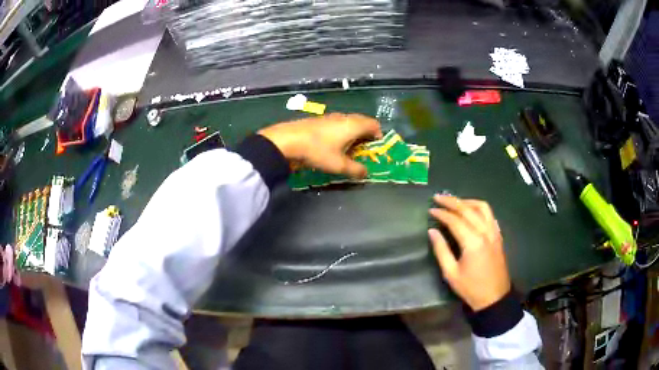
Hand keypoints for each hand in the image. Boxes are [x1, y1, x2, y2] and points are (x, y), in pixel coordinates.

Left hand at [258, 113, 381, 177]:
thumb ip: (355, 170)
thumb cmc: (318, 151)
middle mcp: (344, 117)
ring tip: (348, 149)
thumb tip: (365, 173)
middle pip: (362, 122)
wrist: (287, 140)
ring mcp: (330, 116)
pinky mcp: (318, 119)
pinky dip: (339, 132)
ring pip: (348, 122)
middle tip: (363, 149)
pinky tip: (331, 144)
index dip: (378, 135)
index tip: (376, 147)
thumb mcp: (339, 165)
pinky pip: (336, 124)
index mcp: (353, 125)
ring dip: (352, 133)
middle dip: (365, 135)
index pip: (374, 124)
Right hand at [428, 195, 510, 310]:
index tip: (431, 210)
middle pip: (468, 209)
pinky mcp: (498, 236)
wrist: (494, 297)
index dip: (442, 213)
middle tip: (438, 197)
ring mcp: (494, 232)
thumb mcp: (451, 273)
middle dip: (452, 201)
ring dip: (467, 201)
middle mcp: (485, 232)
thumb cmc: (470, 288)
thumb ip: (441, 250)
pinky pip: (490, 215)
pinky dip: (479, 208)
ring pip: (482, 207)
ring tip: (455, 201)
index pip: (455, 220)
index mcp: (473, 242)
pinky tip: (472, 211)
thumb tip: (432, 231)